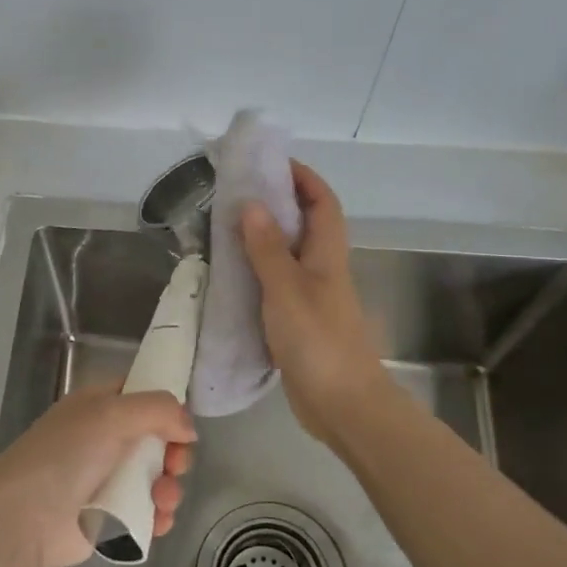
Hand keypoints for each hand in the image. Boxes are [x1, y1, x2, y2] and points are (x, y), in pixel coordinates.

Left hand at [0, 385, 196, 566]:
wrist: (25, 517)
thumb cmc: (66, 455)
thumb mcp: (112, 414)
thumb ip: (158, 410)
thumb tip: (189, 428)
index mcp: (99, 406)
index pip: (141, 395)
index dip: (166, 406)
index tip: (183, 424)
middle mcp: (104, 438)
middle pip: (158, 438)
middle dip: (175, 452)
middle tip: (175, 465)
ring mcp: (108, 479)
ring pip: (157, 477)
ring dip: (170, 487)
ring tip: (163, 500)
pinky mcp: (112, 517)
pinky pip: (148, 511)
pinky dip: (159, 515)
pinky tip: (158, 521)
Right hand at [240, 161, 388, 445]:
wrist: (342, 404)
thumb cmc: (318, 340)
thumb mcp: (287, 289)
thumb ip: (267, 248)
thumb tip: (253, 203)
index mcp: (327, 254)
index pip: (322, 202)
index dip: (303, 177)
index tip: (271, 163)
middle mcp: (322, 269)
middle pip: (304, 224)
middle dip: (277, 202)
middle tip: (236, 193)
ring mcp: (311, 296)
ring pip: (287, 255)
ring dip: (262, 238)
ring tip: (224, 227)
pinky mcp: (297, 321)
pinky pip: (275, 284)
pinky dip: (255, 273)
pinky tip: (229, 276)